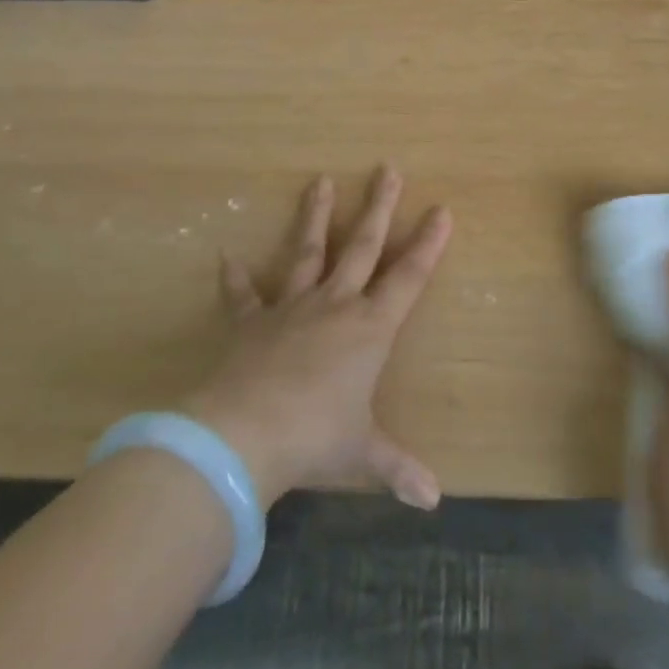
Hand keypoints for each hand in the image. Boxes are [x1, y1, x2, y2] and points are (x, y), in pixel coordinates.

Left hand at [182, 166, 451, 509]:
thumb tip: (434, 500)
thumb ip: (399, 469)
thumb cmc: (316, 437)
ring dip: (315, 217)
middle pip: (362, 246)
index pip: (408, 278)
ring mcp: (291, 309)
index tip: (442, 210)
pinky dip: (235, 279)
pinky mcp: (251, 323)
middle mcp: (335, 306)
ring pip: (307, 252)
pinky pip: (243, 296)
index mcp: (369, 329)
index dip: (428, 244)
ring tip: (320, 181)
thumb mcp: (363, 453)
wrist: (245, 434)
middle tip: (389, 168)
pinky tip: (226, 256)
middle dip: (379, 207)